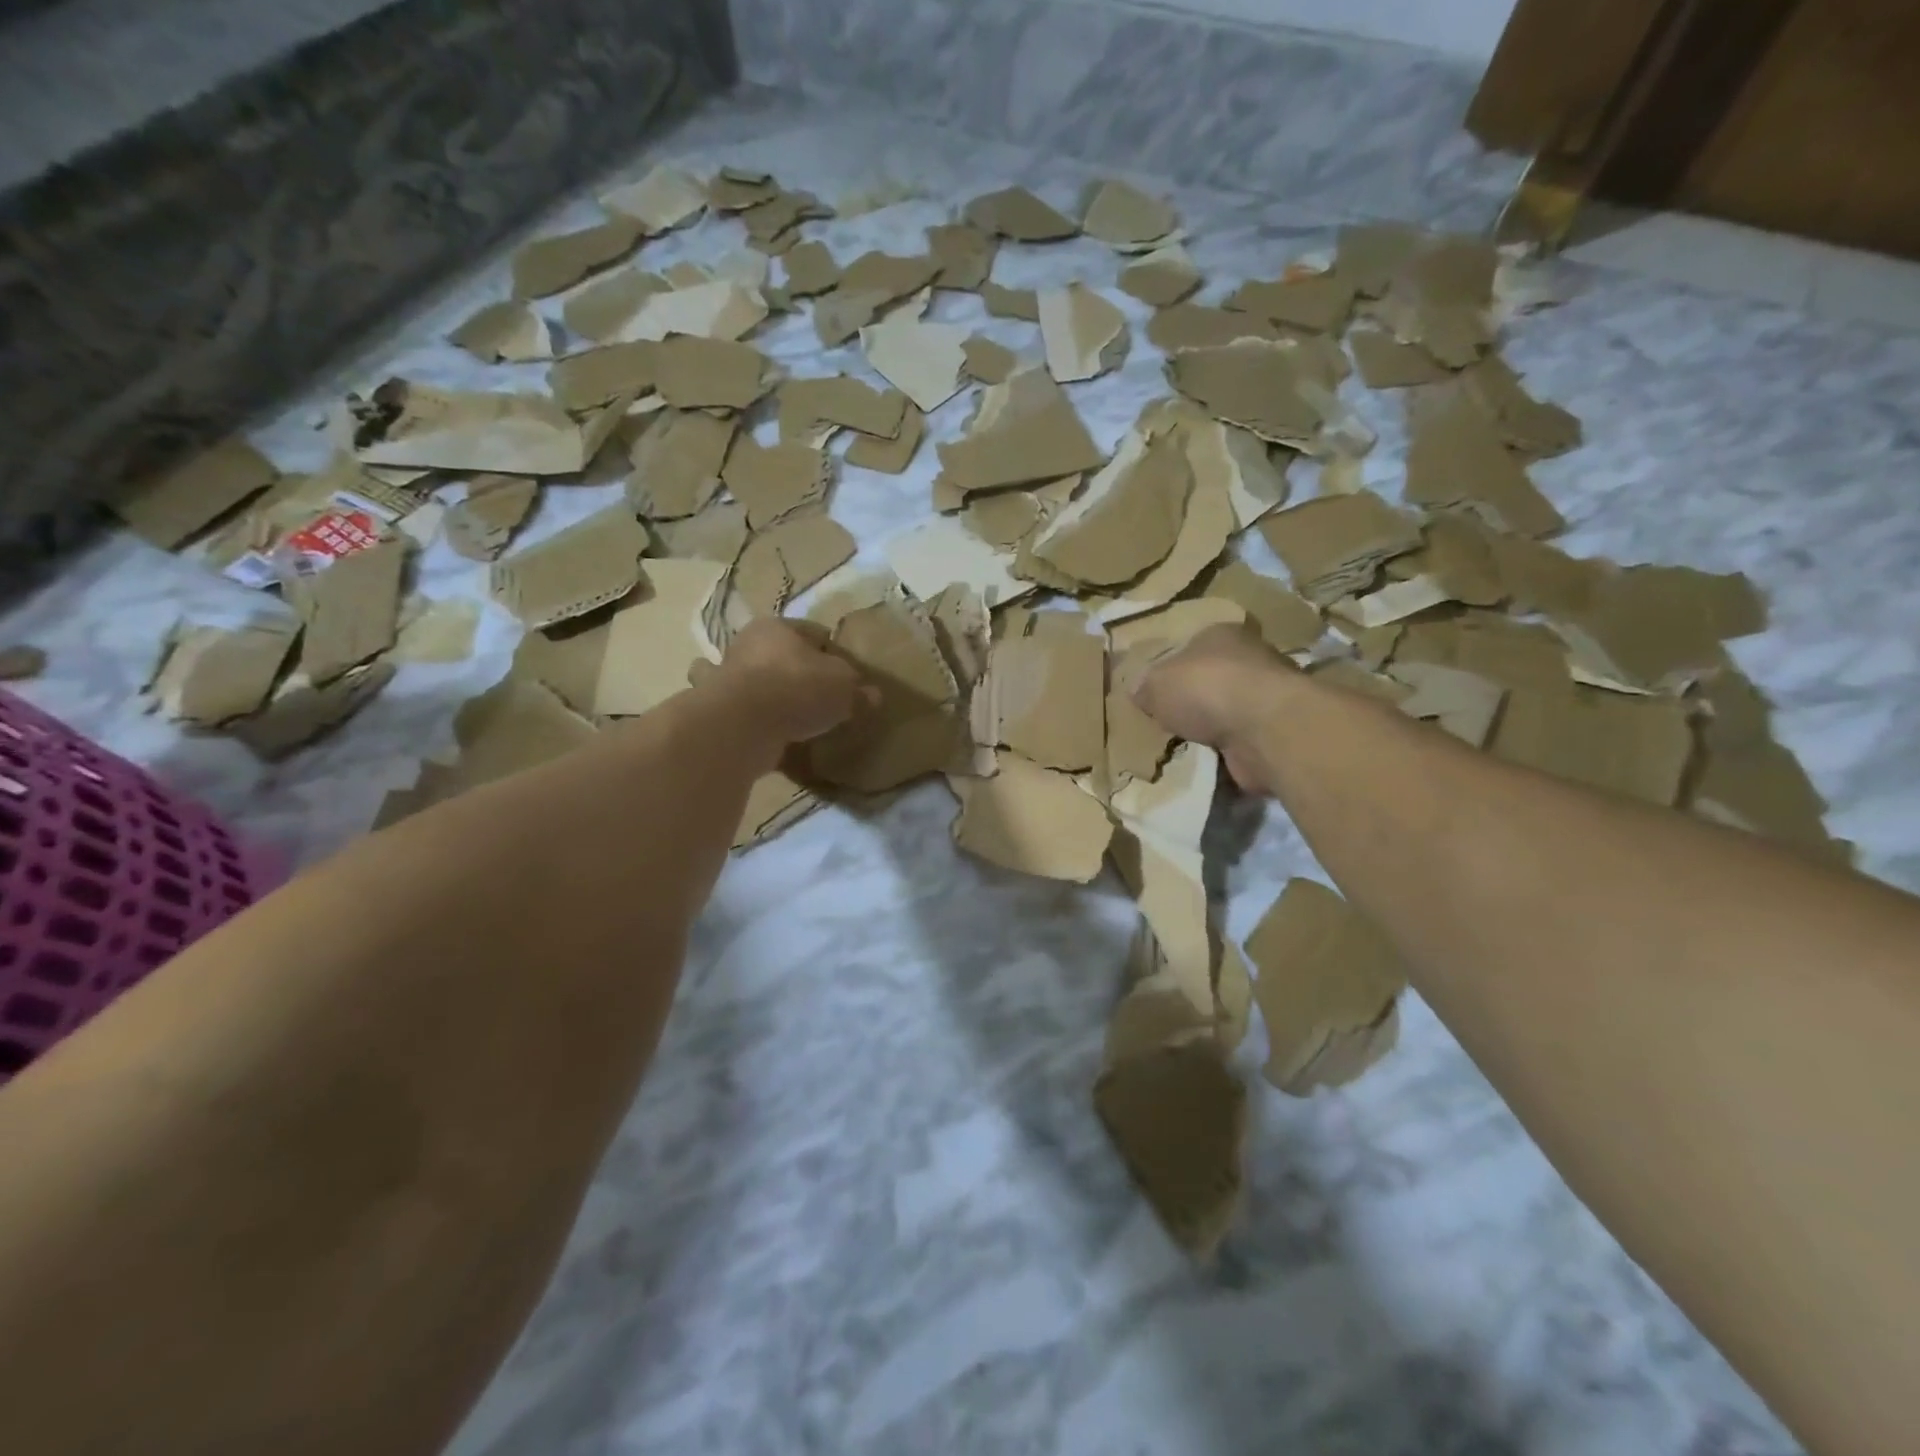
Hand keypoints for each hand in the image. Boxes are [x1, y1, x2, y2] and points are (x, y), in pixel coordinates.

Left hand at [708, 619, 868, 749]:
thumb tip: (873, 696)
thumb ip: (858, 690)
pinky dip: (756, 722)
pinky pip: (744, 714)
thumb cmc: (798, 688)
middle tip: (823, 697)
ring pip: (757, 683)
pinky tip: (773, 736)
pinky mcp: (717, 710)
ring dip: (771, 696)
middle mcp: (747, 645)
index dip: (835, 652)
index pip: (814, 633)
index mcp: (778, 627)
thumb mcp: (843, 686)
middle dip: (799, 673)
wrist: (743, 724)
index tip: (849, 676)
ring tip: (796, 717)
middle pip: (781, 656)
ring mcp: (726, 678)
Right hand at [1133, 625, 1295, 789]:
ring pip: (1228, 711)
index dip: (1172, 668)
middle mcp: (1250, 658)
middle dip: (1194, 700)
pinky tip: (1207, 762)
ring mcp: (1267, 696)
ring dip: (1212, 728)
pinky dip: (1227, 752)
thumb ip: (1145, 687)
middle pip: (1213, 678)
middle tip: (1168, 721)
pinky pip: (1241, 742)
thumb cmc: (1204, 689)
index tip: (1157, 692)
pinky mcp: (1276, 731)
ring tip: (1184, 746)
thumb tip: (1138, 692)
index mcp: (1220, 635)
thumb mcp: (1156, 683)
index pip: (1192, 647)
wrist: (1262, 728)